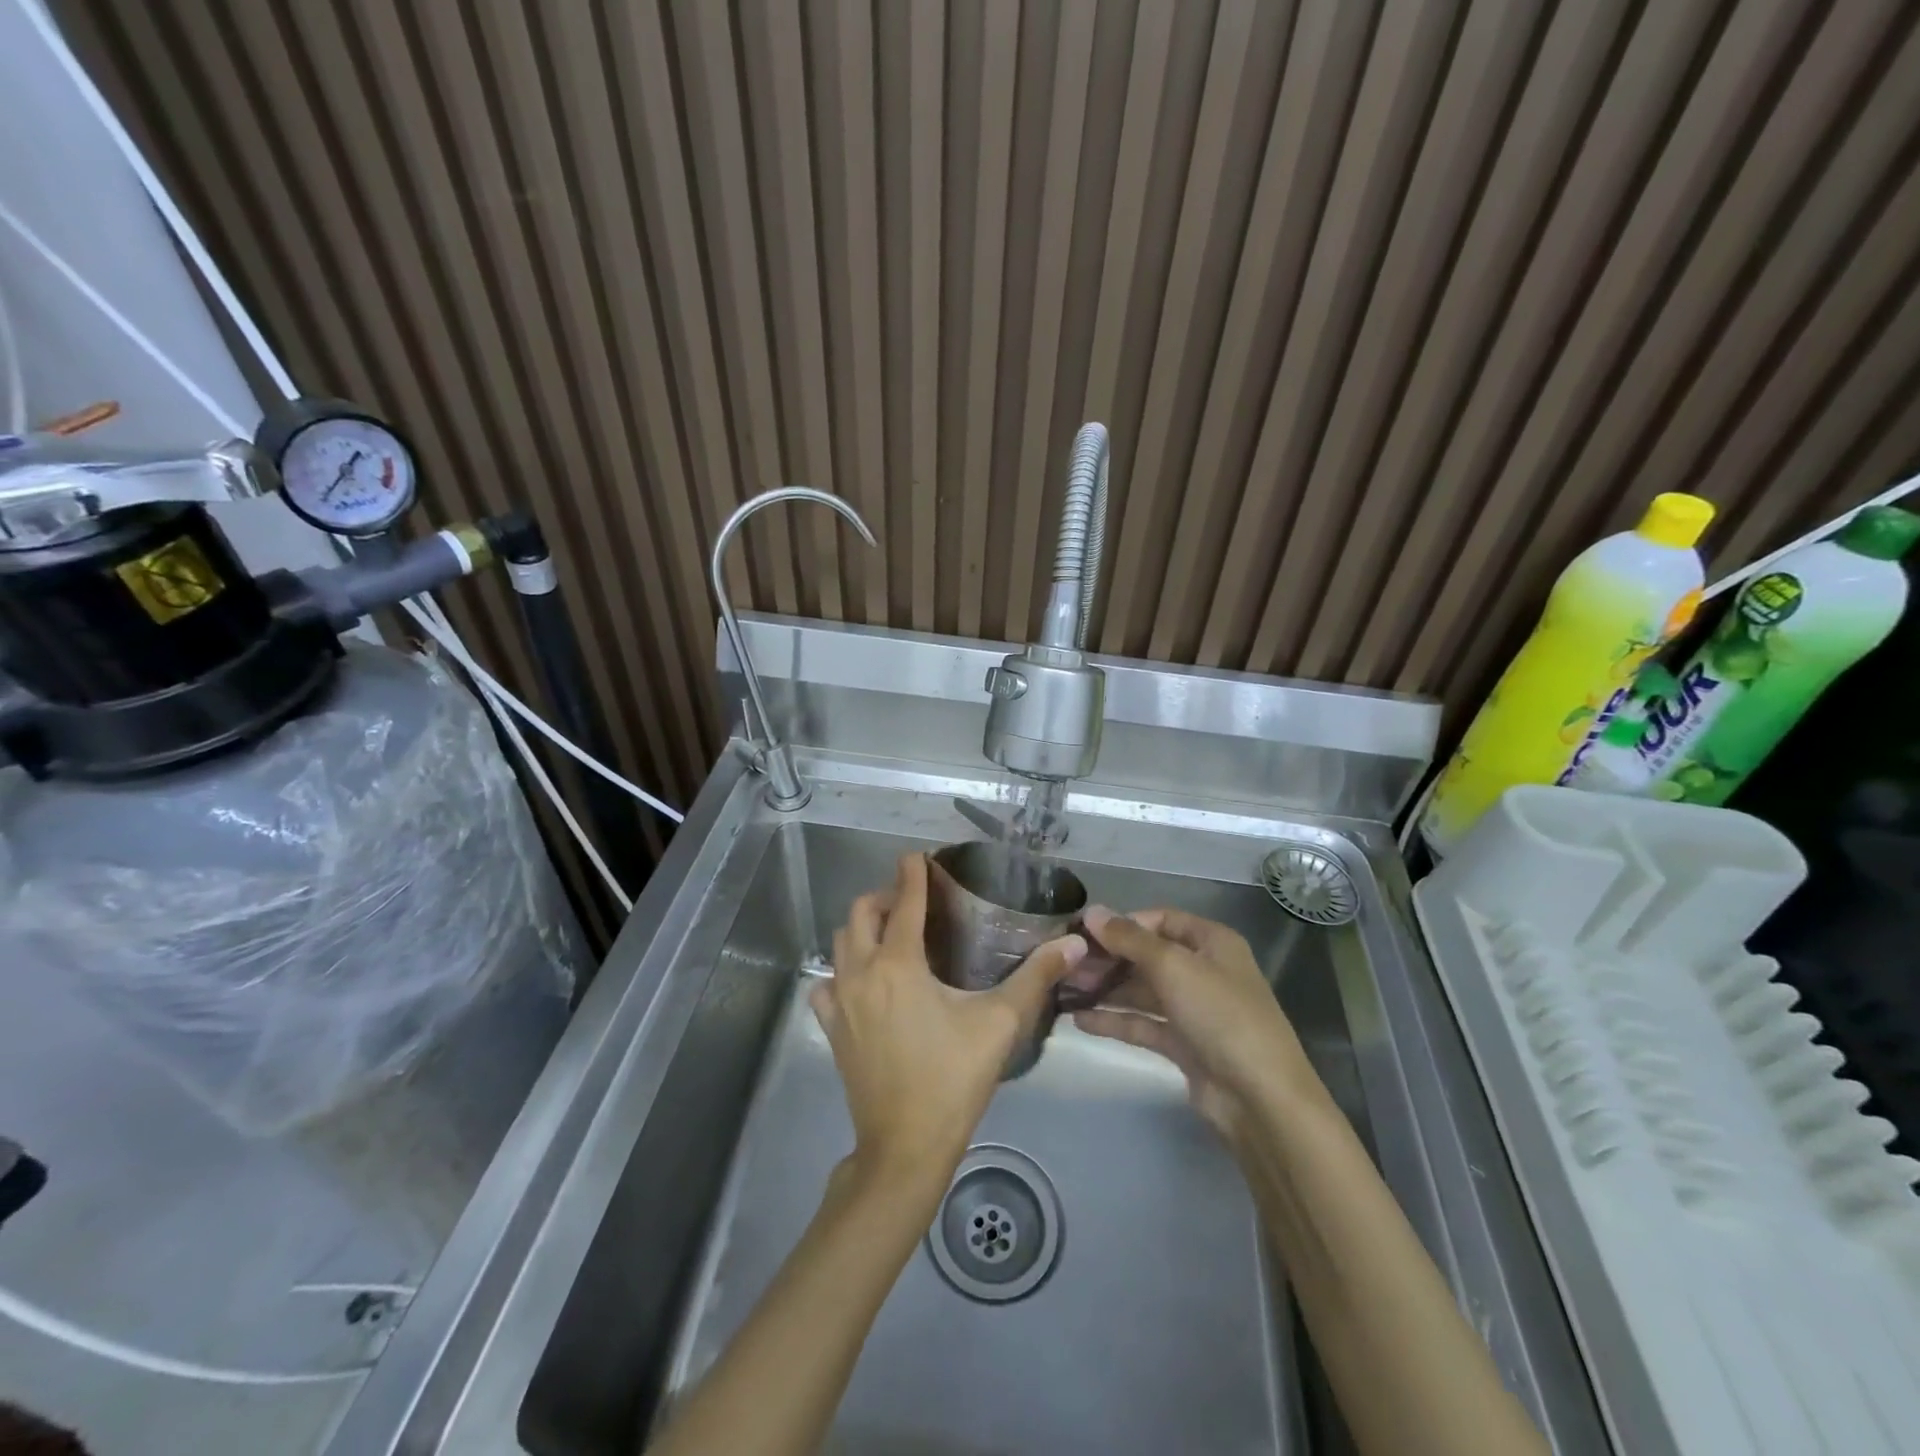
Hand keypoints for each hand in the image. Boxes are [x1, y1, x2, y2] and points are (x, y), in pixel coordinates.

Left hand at [812, 853, 1086, 1186]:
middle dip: (885, 896)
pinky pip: (828, 983)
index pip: (904, 902)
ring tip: (893, 935)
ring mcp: (840, 1000)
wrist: (904, 1147)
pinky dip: (843, 970)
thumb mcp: (1000, 1024)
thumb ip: (1036, 977)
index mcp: (898, 964)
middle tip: (913, 901)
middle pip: (861, 913)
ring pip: (841, 943)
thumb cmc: (953, 1079)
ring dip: (863, 928)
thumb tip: (1074, 943)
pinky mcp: (832, 1027)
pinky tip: (865, 982)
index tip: (918, 856)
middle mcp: (861, 972)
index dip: (912, 874)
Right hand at [1075, 905, 1330, 1150]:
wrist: (1260, 1098)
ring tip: (1064, 990)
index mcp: (1212, 942)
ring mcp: (1194, 1010)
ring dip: (1106, 989)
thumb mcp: (1173, 966)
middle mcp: (1203, 970)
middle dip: (1108, 959)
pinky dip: (1114, 1021)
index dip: (1123, 924)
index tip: (1083, 933)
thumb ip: (1129, 939)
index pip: (1160, 920)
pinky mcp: (1184, 1045)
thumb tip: (1092, 912)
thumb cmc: (1220, 1015)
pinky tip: (1079, 1020)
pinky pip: (1143, 1024)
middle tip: (1067, 965)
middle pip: (1147, 956)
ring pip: (1142, 991)